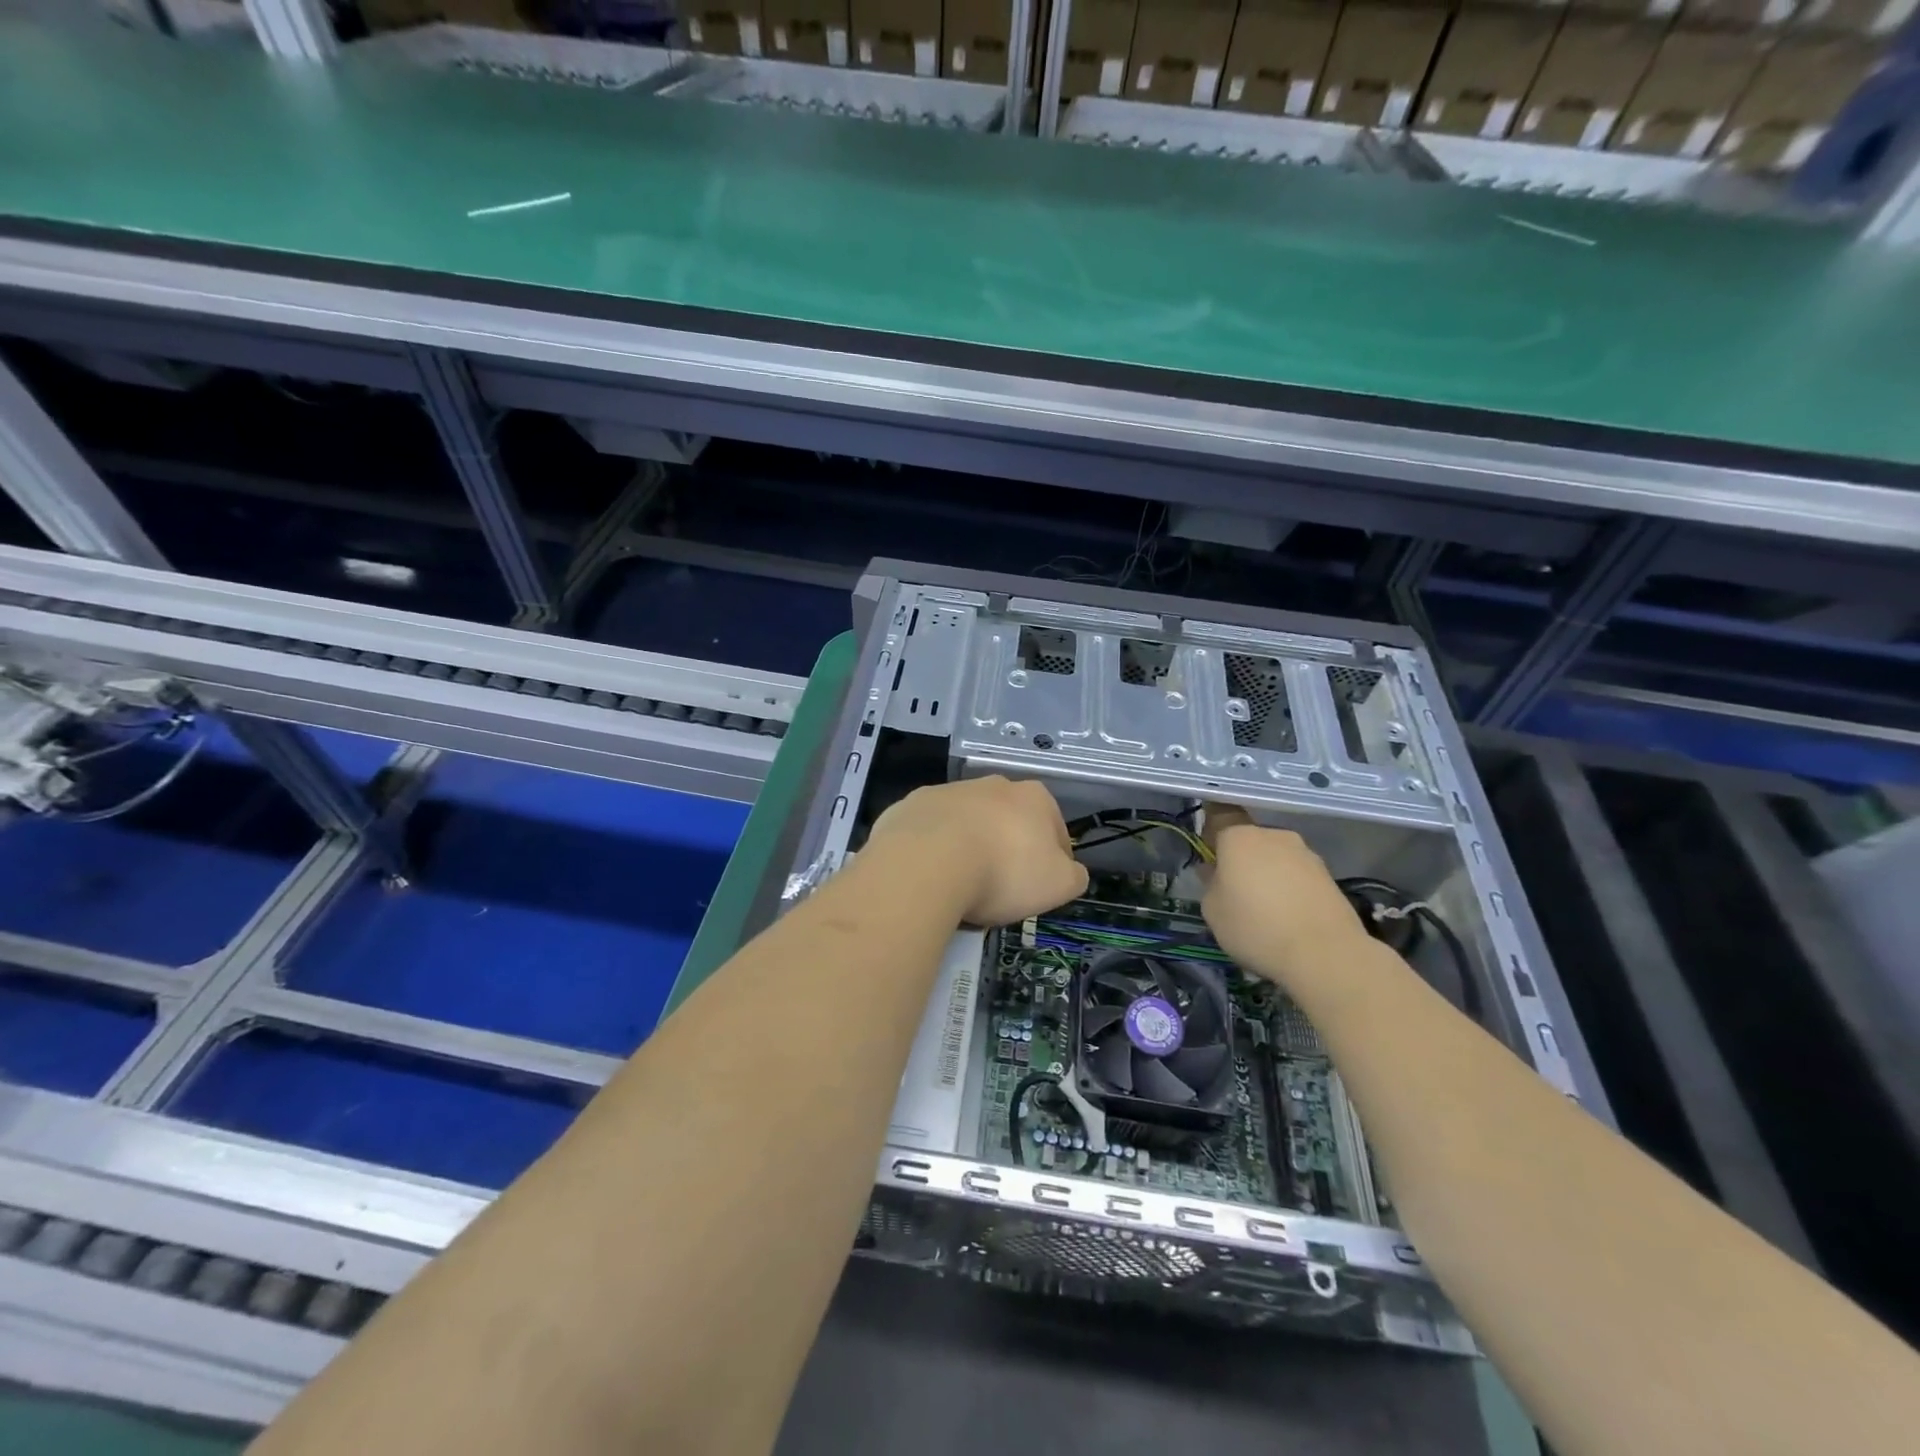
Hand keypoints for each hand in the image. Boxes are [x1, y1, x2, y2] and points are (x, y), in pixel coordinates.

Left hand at [867, 776, 1088, 926]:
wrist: (926, 864)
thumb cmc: (1004, 872)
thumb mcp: (1059, 885)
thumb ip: (1074, 876)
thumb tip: (1071, 871)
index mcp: (1033, 796)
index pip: (1056, 829)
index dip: (1054, 861)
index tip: (1041, 888)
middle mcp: (990, 784)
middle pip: (1008, 822)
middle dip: (1008, 849)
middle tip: (1001, 889)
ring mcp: (946, 792)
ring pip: (966, 824)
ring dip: (968, 848)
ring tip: (961, 888)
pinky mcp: (909, 807)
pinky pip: (928, 834)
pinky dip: (931, 852)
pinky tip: (929, 878)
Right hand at [1200, 804, 1370, 987]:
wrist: (1325, 954)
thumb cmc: (1255, 927)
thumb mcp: (1212, 910)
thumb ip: (1210, 883)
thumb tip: (1215, 871)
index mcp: (1239, 837)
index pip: (1219, 816)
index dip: (1211, 833)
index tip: (1209, 855)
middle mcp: (1274, 835)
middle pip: (1250, 840)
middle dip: (1242, 859)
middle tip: (1235, 890)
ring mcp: (1306, 854)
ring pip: (1276, 857)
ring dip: (1268, 874)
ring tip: (1266, 909)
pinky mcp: (1329, 876)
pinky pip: (1298, 875)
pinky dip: (1291, 889)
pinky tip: (1289, 917)